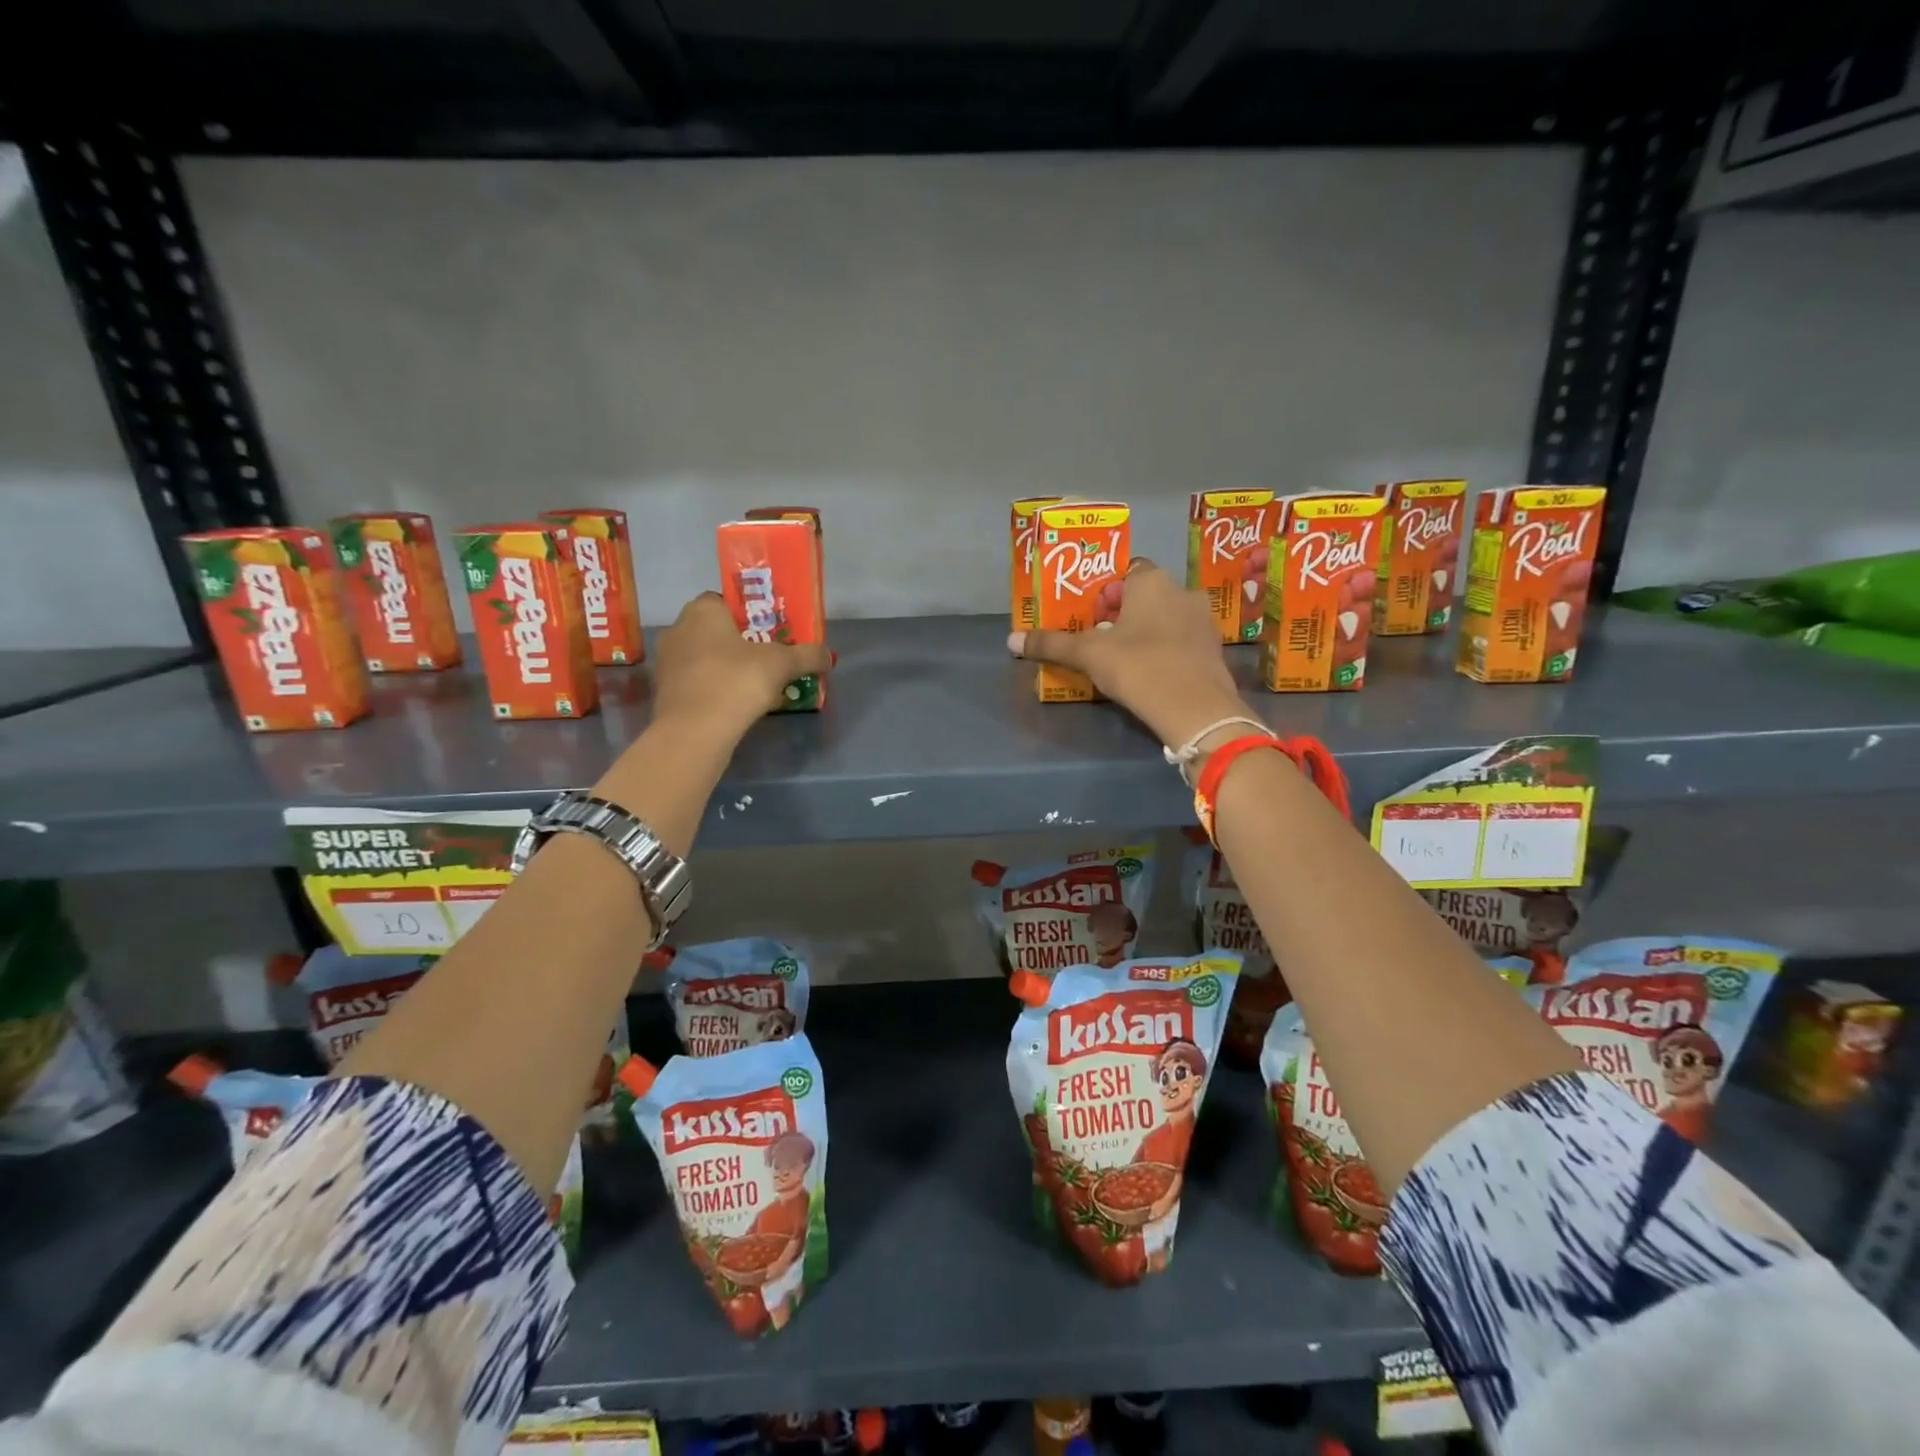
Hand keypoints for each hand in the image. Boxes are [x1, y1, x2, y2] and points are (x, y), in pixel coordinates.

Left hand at [651, 592, 830, 742]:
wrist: (694, 731)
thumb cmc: (736, 680)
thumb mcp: (782, 664)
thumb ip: (808, 656)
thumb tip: (828, 656)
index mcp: (702, 611)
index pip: (725, 601)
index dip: (749, 615)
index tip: (770, 632)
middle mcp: (679, 629)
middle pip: (716, 630)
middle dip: (741, 643)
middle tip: (769, 658)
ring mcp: (667, 662)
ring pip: (706, 658)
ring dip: (728, 668)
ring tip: (757, 685)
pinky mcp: (666, 692)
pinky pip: (697, 682)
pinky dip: (716, 689)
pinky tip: (737, 704)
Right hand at [1009, 559, 1247, 746]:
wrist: (1195, 709)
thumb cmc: (1138, 666)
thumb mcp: (1088, 655)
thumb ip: (1051, 644)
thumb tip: (1011, 640)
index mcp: (1152, 580)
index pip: (1126, 571)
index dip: (1106, 591)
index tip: (1090, 614)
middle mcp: (1182, 591)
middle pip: (1145, 595)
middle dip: (1124, 613)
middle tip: (1099, 638)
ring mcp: (1203, 621)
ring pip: (1166, 618)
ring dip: (1146, 632)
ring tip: (1122, 659)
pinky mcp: (1213, 650)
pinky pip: (1182, 641)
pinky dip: (1166, 651)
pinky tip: (1150, 673)